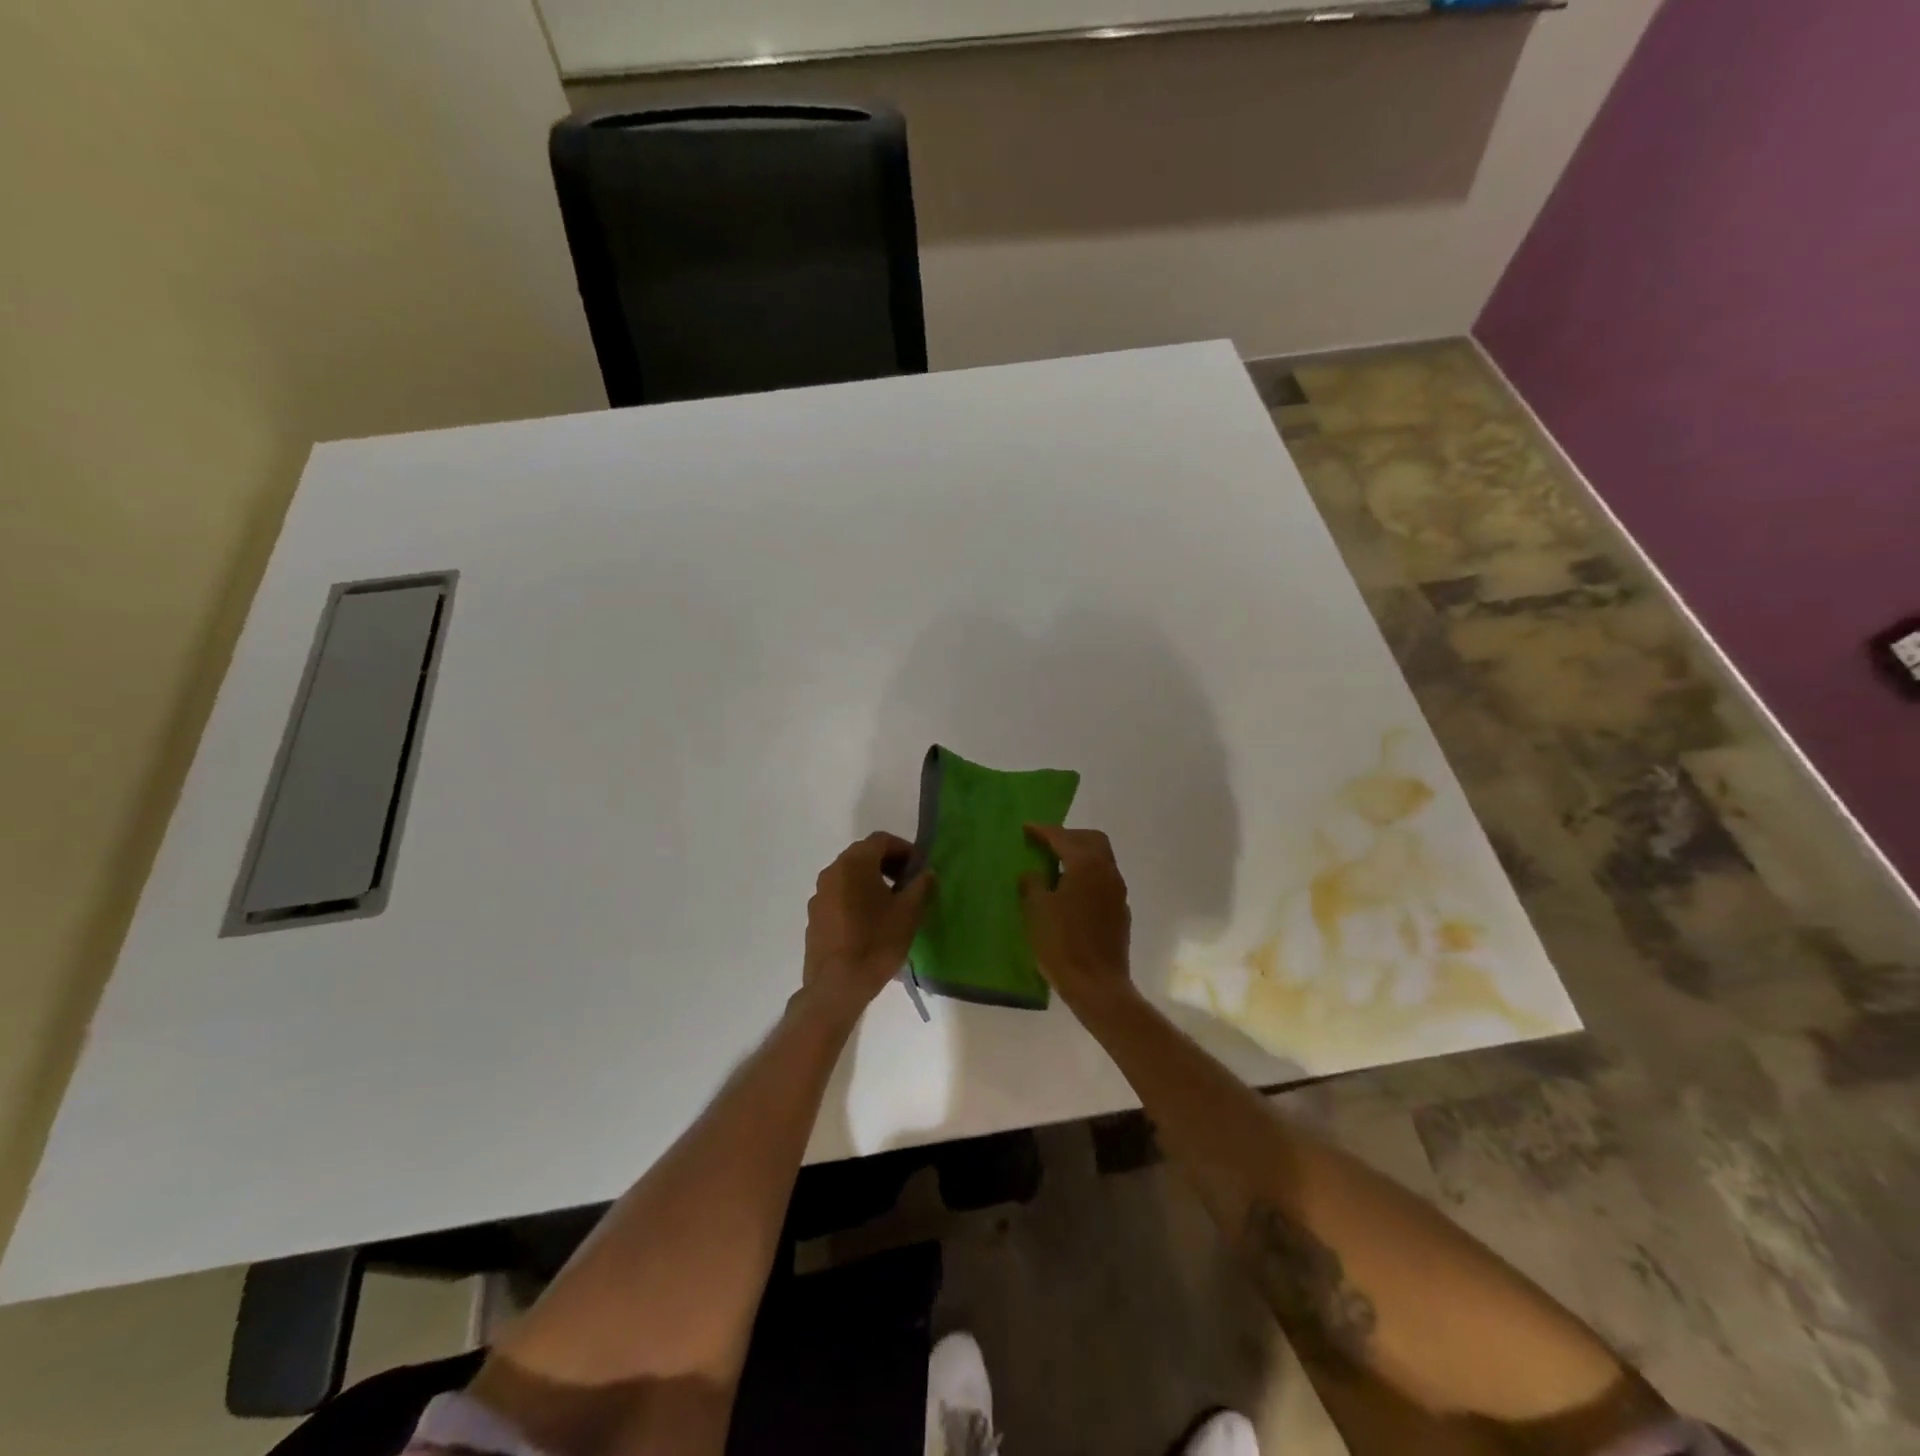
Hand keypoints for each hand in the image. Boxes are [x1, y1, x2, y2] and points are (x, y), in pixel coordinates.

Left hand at [802, 832, 933, 1020]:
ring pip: (849, 875)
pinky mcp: (814, 915)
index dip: (904, 849)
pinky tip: (869, 921)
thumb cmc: (876, 942)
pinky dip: (856, 896)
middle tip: (908, 883)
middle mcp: (832, 871)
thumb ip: (920, 886)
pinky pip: (839, 894)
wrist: (837, 985)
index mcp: (855, 864)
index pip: (881, 840)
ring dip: (871, 880)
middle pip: (863, 854)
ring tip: (891, 904)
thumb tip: (925, 873)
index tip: (919, 868)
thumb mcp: (909, 913)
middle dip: (888, 863)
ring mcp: (819, 894)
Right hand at [1020, 824, 1133, 1005]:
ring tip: (1055, 867)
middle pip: (1092, 840)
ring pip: (1101, 860)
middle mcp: (1107, 872)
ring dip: (1080, 856)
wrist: (1097, 985)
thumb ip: (1033, 883)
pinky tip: (1070, 892)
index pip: (1063, 838)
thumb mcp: (1036, 910)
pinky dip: (1087, 876)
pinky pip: (1103, 881)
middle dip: (1069, 837)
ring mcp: (1118, 892)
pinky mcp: (1120, 911)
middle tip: (1046, 843)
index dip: (1042, 831)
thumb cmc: (1062, 944)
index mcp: (1086, 865)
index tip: (1026, 828)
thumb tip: (1034, 873)